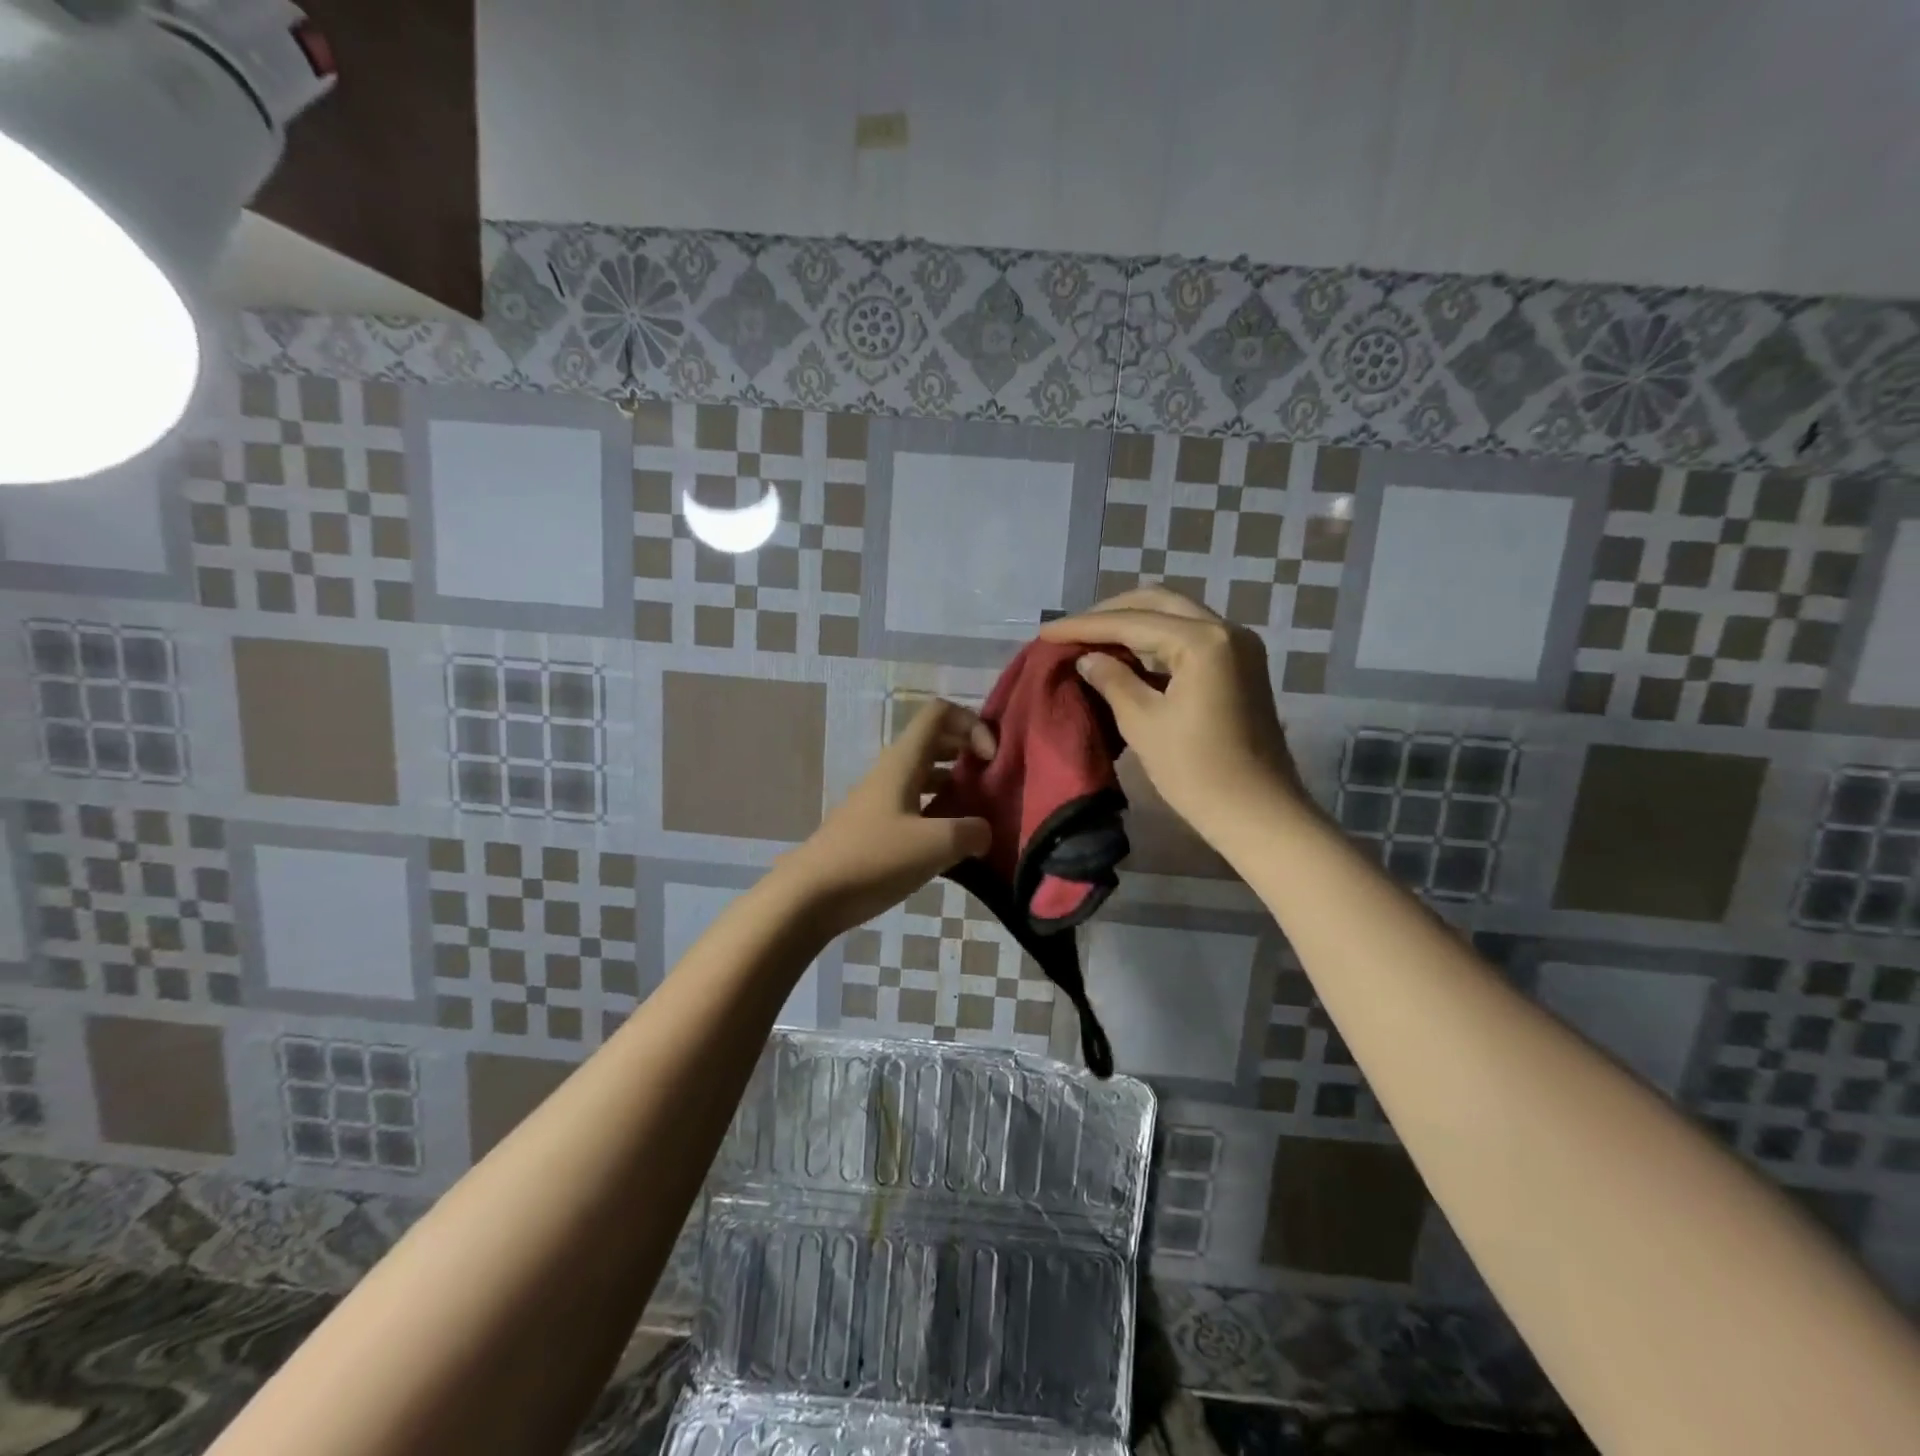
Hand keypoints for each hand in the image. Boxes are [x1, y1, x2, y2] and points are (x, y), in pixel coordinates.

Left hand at [778, 700, 995, 938]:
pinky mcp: (876, 828)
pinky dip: (940, 814)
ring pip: (926, 776)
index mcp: (904, 761)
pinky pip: (916, 806)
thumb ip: (971, 832)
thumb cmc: (873, 859)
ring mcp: (882, 800)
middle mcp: (892, 772)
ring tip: (981, 814)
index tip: (991, 759)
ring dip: (956, 786)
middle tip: (994, 783)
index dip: (972, 724)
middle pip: (936, 742)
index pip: (940, 713)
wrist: (811, 895)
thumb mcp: (935, 845)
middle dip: (968, 753)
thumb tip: (983, 832)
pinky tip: (954, 844)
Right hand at [1040, 586, 1303, 831]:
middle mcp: (1226, 630)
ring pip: (1175, 616)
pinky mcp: (1241, 667)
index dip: (1083, 626)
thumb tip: (1088, 658)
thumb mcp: (1144, 724)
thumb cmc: (1197, 773)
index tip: (1045, 633)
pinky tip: (1126, 657)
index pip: (1131, 621)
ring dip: (1133, 625)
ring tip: (1091, 641)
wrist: (1258, 815)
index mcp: (1203, 641)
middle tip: (1071, 632)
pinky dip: (1155, 642)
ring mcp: (1239, 647)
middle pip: (1157, 603)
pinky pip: (1189, 638)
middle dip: (1110, 614)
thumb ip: (1112, 681)